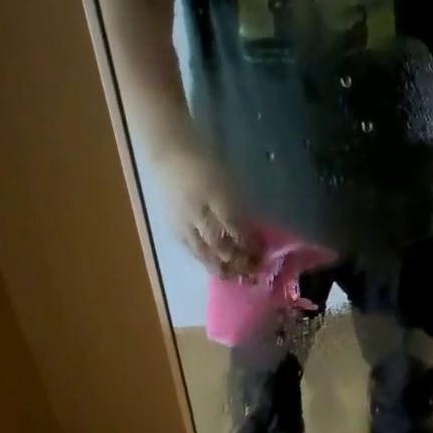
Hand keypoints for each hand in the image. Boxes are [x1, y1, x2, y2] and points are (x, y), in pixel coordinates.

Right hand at [153, 144, 257, 279]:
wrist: (169, 155)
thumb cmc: (205, 164)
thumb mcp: (228, 182)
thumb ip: (238, 209)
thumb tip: (251, 235)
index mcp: (214, 197)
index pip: (234, 228)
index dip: (248, 244)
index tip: (262, 253)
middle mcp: (197, 213)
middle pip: (218, 245)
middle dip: (237, 261)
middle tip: (253, 271)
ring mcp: (183, 222)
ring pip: (203, 253)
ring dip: (222, 268)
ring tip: (236, 276)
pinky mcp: (173, 229)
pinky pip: (191, 251)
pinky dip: (206, 261)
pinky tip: (217, 267)